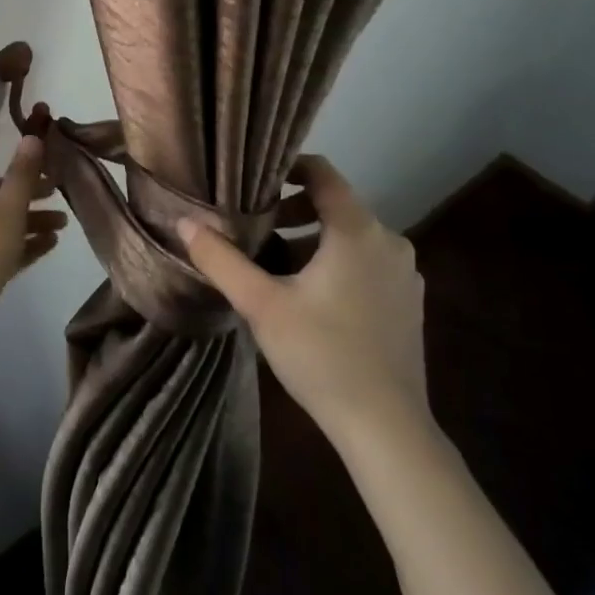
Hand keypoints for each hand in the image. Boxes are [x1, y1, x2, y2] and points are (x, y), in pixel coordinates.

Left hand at [0, 123, 65, 364]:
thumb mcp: (6, 213)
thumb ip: (21, 176)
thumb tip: (31, 138)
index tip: (1, 127)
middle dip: (23, 184)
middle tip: (55, 184)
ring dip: (30, 216)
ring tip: (63, 221)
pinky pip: (1, 246)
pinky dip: (24, 241)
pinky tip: (51, 245)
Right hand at [178, 155, 427, 443]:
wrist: (386, 428)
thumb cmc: (321, 355)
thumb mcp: (261, 305)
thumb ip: (221, 260)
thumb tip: (184, 222)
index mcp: (357, 231)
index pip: (323, 173)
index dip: (289, 166)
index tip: (256, 179)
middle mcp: (389, 241)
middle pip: (336, 205)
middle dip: (294, 209)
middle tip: (256, 226)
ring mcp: (405, 273)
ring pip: (352, 236)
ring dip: (313, 239)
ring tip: (275, 262)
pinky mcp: (410, 302)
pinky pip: (368, 262)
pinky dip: (338, 262)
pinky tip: (311, 296)